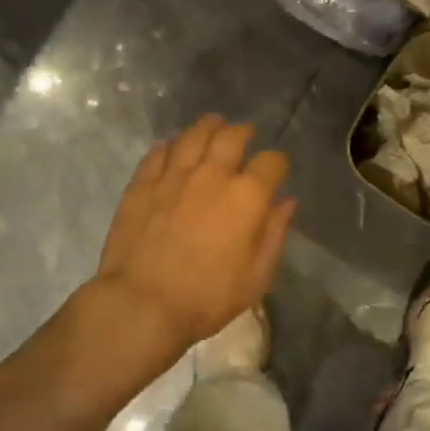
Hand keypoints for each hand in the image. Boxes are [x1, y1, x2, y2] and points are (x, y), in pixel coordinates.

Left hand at [90, 114, 295, 362]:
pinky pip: (159, 152)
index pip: (271, 161)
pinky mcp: (142, 183)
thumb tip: (286, 202)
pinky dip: (171, 145)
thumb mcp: (257, 276)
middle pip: (232, 137)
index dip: (278, 163)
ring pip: (194, 135)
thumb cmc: (207, 297)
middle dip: (244, 133)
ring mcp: (174, 175)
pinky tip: (173, 147)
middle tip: (246, 135)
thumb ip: (274, 233)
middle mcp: (212, 174)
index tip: (277, 170)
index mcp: (246, 196)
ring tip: (213, 126)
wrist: (142, 304)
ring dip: (208, 127)